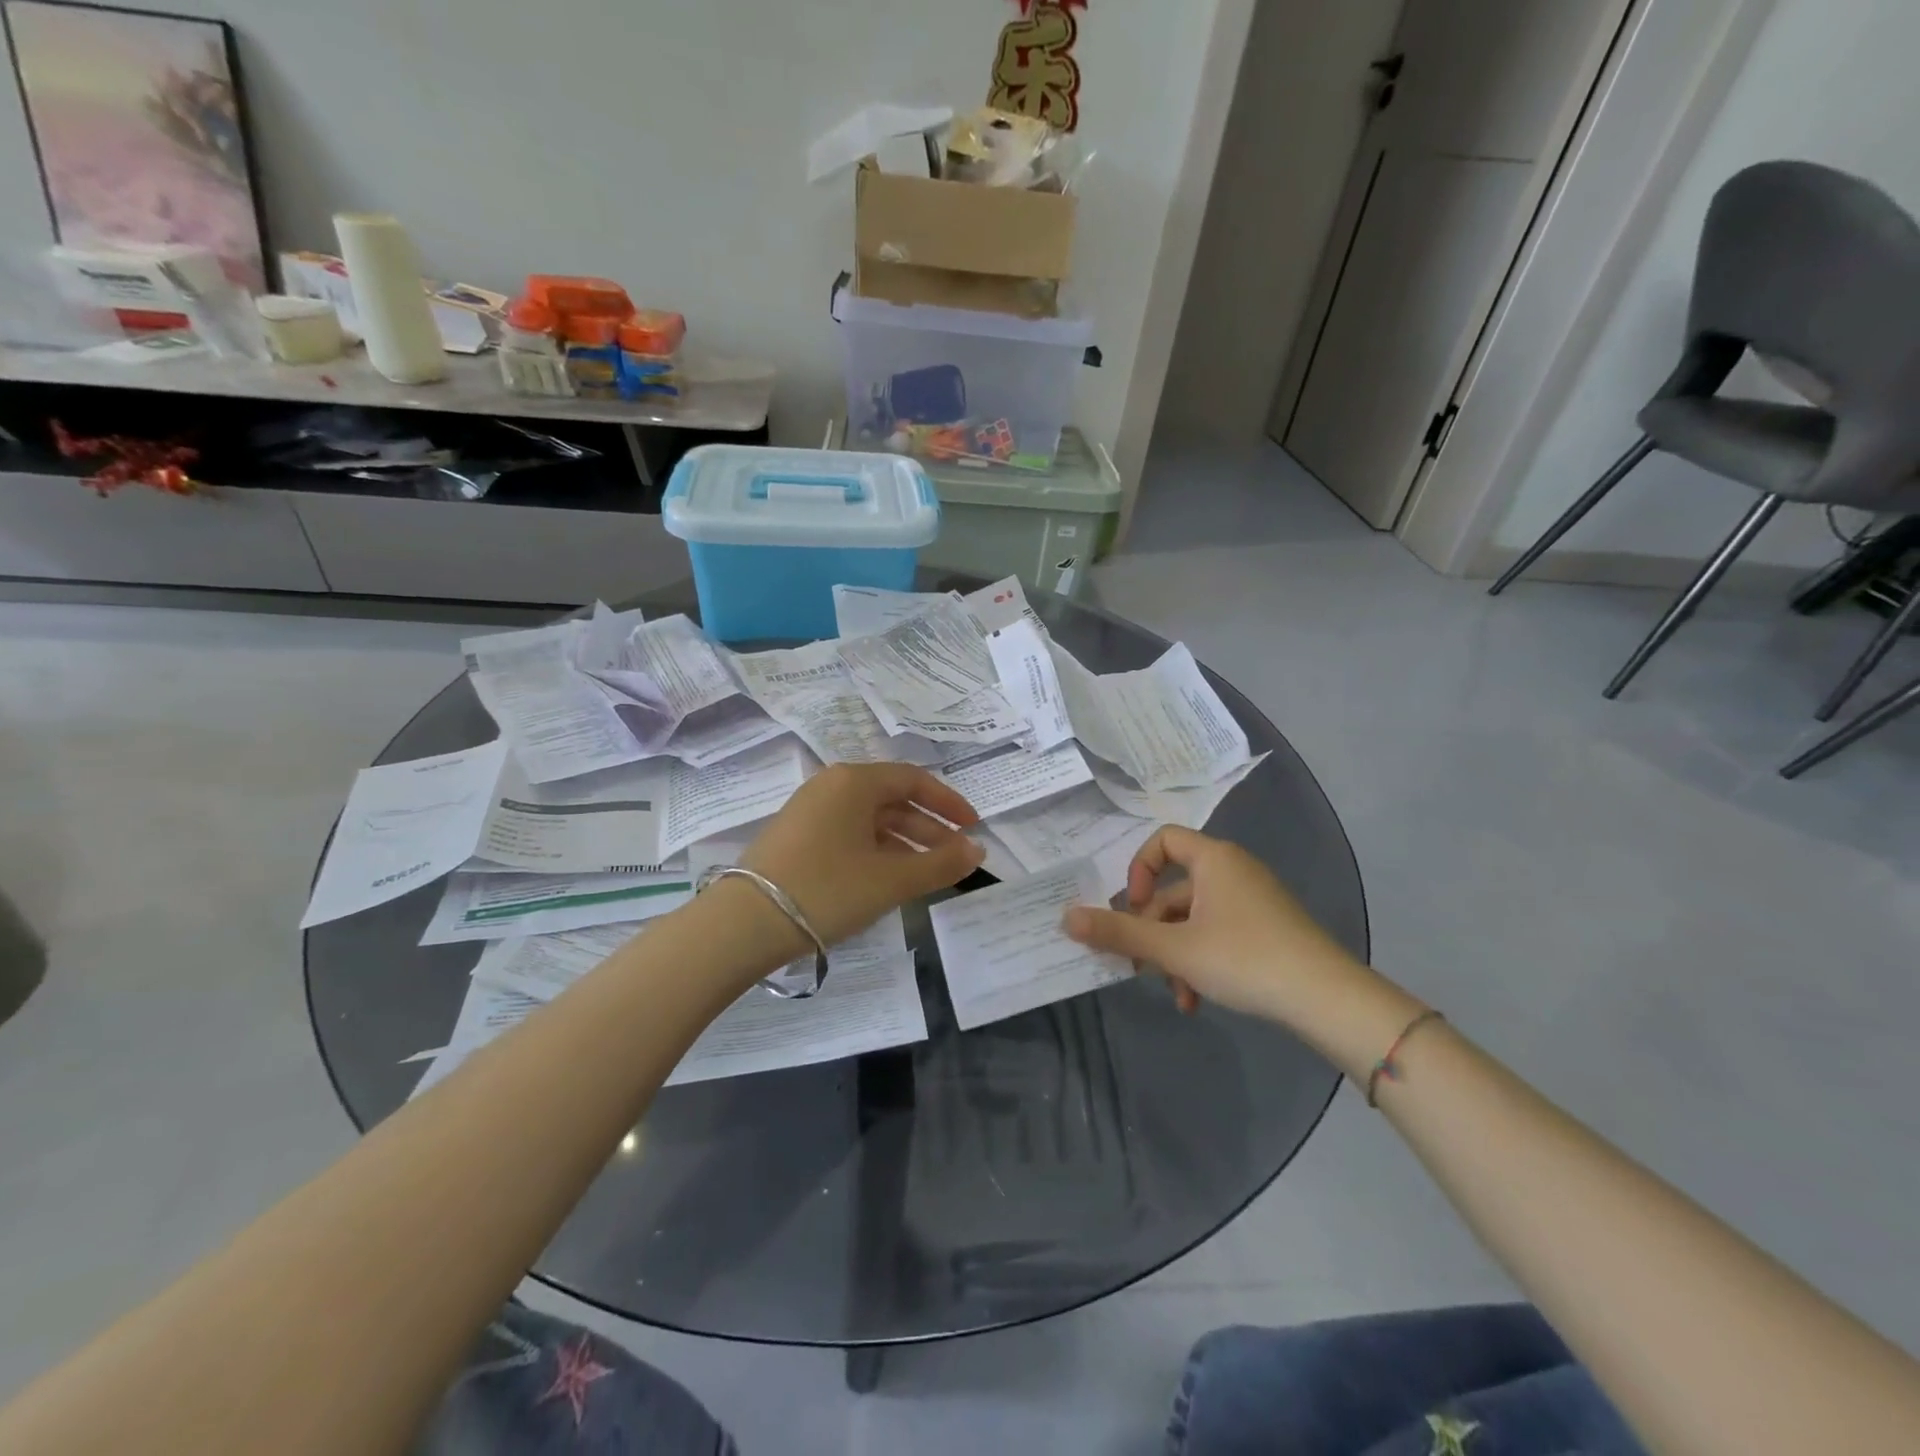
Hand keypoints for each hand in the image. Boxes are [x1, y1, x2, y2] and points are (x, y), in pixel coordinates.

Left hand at [739, 763, 983, 945]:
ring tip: (926, 874)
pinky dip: (876, 851)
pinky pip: (848, 834)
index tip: (973, 827)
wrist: (744, 924)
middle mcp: (831, 786)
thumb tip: (977, 851)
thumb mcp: (891, 880)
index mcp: (854, 782)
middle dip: (928, 829)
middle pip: (892, 800)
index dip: (948, 803)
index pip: (914, 780)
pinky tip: (886, 879)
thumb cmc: (826, 889)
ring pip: (870, 820)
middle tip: (955, 858)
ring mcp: (809, 811)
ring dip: (903, 843)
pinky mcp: (796, 837)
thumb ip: (940, 864)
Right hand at [1061, 826, 1368, 1025]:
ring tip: (1176, 994)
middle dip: (1153, 930)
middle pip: (1173, 889)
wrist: (1327, 999)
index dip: (1137, 871)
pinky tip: (1197, 999)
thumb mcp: (1174, 949)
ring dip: (1175, 954)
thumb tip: (1066, 918)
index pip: (1162, 841)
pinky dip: (1201, 960)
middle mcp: (1233, 870)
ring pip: (1194, 919)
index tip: (1132, 909)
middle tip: (1140, 966)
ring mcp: (1253, 901)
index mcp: (1214, 859)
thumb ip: (1119, 933)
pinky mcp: (1267, 929)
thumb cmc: (1244, 958)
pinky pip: (1218, 933)